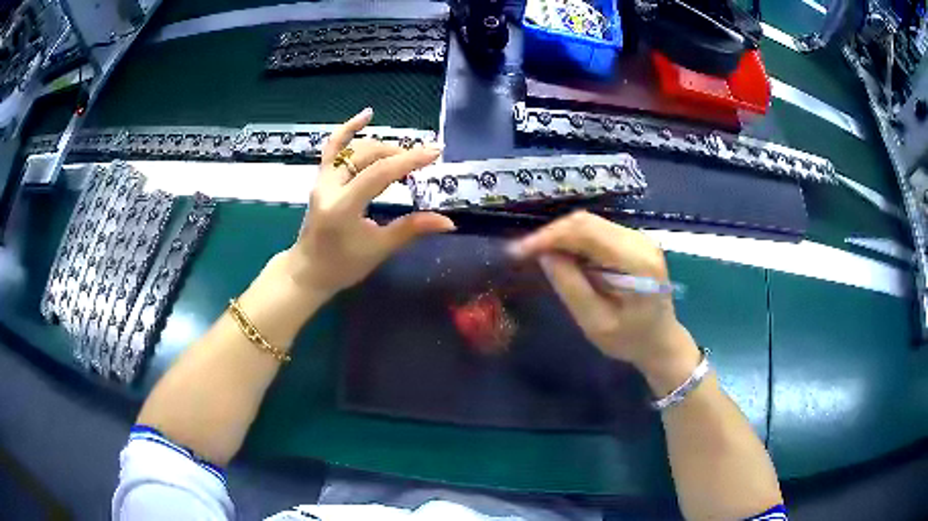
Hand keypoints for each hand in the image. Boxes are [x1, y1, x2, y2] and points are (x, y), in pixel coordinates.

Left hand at [277, 108, 455, 302]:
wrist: (308, 270)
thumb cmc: (343, 266)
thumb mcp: (379, 249)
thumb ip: (411, 229)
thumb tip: (448, 222)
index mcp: (343, 207)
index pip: (379, 174)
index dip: (408, 161)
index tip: (434, 153)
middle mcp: (329, 187)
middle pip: (368, 156)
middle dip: (399, 154)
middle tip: (424, 160)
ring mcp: (322, 179)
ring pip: (354, 150)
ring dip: (383, 148)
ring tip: (405, 155)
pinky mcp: (321, 178)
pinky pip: (333, 147)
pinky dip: (349, 130)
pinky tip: (367, 115)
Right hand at [508, 211, 699, 391]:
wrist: (661, 341)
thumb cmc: (630, 340)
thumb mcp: (596, 323)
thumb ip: (571, 287)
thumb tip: (545, 255)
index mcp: (636, 261)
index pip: (586, 232)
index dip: (549, 236)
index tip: (519, 251)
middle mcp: (640, 241)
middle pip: (587, 222)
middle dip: (552, 234)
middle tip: (524, 254)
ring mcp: (639, 238)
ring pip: (590, 223)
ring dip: (561, 236)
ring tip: (539, 255)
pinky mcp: (634, 242)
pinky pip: (597, 231)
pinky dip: (574, 240)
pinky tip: (562, 256)